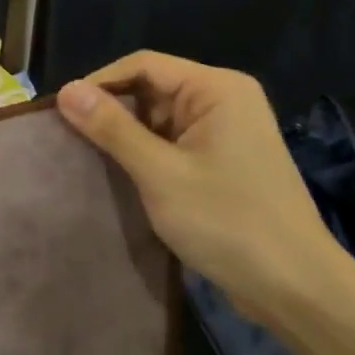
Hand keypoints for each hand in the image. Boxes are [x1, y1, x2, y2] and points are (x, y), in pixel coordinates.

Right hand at [56, 53, 354, 322]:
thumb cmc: (228, 222)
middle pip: (150, 88)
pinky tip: (117, 175)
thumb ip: (112, 128)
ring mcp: (224, 133)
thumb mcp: (160, 173)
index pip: (143, 65)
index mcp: (217, 89)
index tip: (59, 113)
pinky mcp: (221, 162)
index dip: (99, 83)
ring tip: (85, 158)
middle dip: (110, 111)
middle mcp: (223, 101)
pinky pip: (171, 143)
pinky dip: (143, 154)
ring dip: (124, 136)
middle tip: (68, 139)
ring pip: (157, 118)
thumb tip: (66, 90)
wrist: (295, 289)